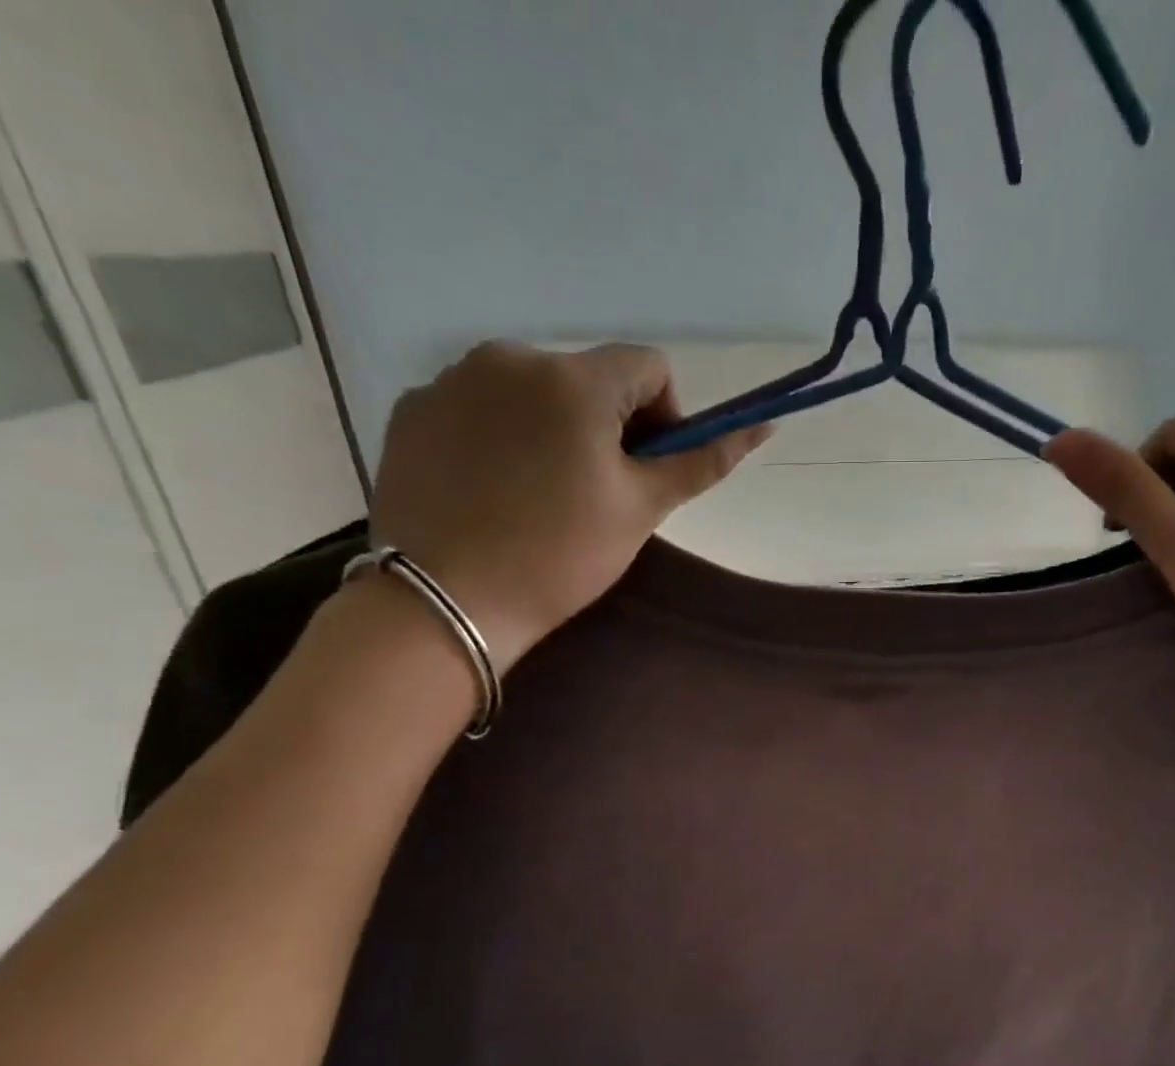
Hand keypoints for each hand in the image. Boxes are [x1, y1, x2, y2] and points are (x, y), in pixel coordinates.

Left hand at [368, 342, 769, 672]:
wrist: (446, 599)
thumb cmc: (560, 554)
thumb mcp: (641, 509)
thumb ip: (700, 461)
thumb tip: (762, 425)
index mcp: (574, 379)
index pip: (648, 367)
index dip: (664, 417)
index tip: (646, 471)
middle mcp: (510, 357)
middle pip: (588, 378)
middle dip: (605, 426)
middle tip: (595, 495)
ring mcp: (451, 379)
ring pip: (531, 392)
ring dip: (552, 429)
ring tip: (539, 496)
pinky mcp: (413, 409)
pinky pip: (479, 408)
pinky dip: (499, 438)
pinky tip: (493, 491)